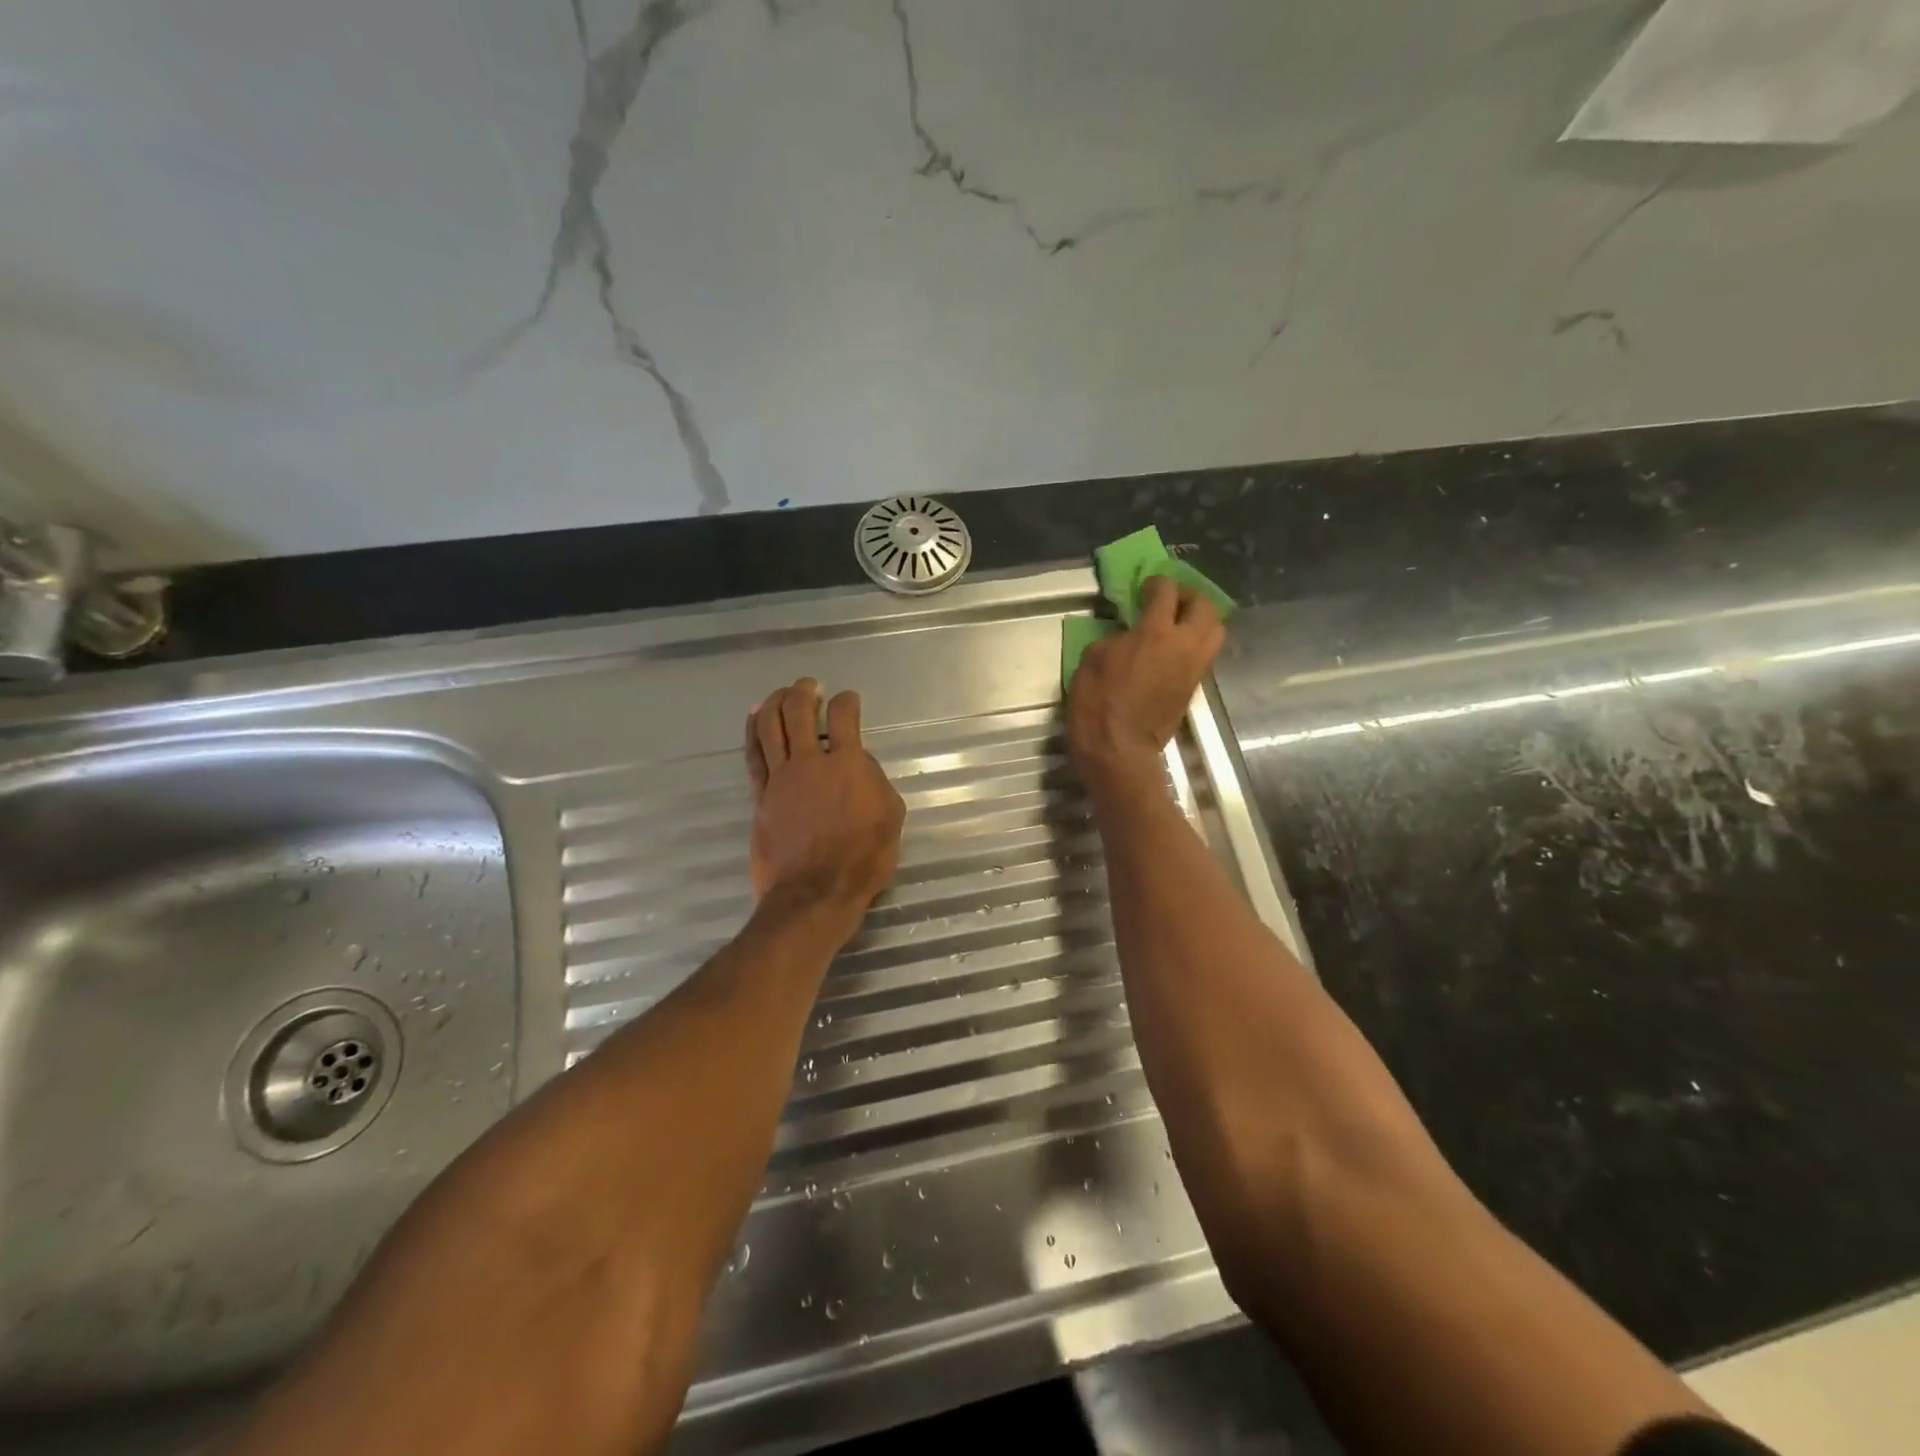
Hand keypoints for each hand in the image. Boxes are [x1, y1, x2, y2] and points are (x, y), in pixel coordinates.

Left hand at [745, 679, 905, 917]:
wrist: (816, 892)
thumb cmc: (863, 858)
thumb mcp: (890, 816)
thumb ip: (876, 781)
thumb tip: (858, 764)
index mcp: (848, 764)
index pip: (845, 717)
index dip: (847, 701)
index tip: (849, 700)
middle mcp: (811, 762)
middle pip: (799, 711)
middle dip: (805, 692)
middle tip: (810, 686)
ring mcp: (781, 777)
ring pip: (770, 726)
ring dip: (775, 701)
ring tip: (781, 693)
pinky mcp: (761, 795)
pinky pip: (753, 754)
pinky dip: (753, 730)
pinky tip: (755, 716)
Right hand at [1067, 576, 1224, 795]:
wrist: (1118, 751)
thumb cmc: (1098, 703)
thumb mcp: (1093, 660)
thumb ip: (1116, 637)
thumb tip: (1129, 635)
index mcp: (1155, 633)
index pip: (1166, 593)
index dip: (1157, 584)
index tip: (1147, 587)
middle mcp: (1184, 645)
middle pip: (1205, 606)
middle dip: (1190, 597)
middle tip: (1170, 601)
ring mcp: (1193, 669)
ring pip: (1215, 631)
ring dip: (1200, 621)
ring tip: (1178, 625)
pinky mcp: (1193, 689)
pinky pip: (1204, 656)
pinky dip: (1194, 645)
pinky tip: (1174, 651)